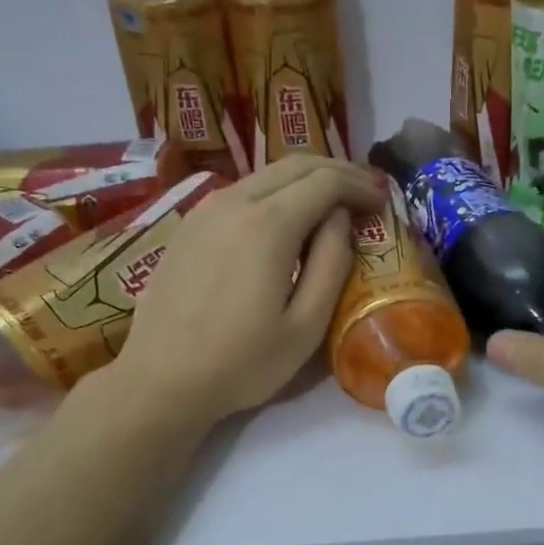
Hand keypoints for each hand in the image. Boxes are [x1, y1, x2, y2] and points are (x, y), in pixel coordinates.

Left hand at [78, 155, 384, 430]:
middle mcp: (235, 202)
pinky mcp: (189, 225)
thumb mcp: (306, 326)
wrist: (161, 379)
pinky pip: (241, 192)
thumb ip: (331, 264)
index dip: (359, 185)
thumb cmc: (243, 362)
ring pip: (266, 175)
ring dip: (305, 181)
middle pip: (295, 165)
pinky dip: (275, 194)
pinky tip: (285, 220)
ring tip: (332, 206)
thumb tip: (340, 219)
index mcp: (269, 225)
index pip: (325, 181)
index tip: (382, 202)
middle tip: (365, 194)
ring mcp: (205, 210)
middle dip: (336, 172)